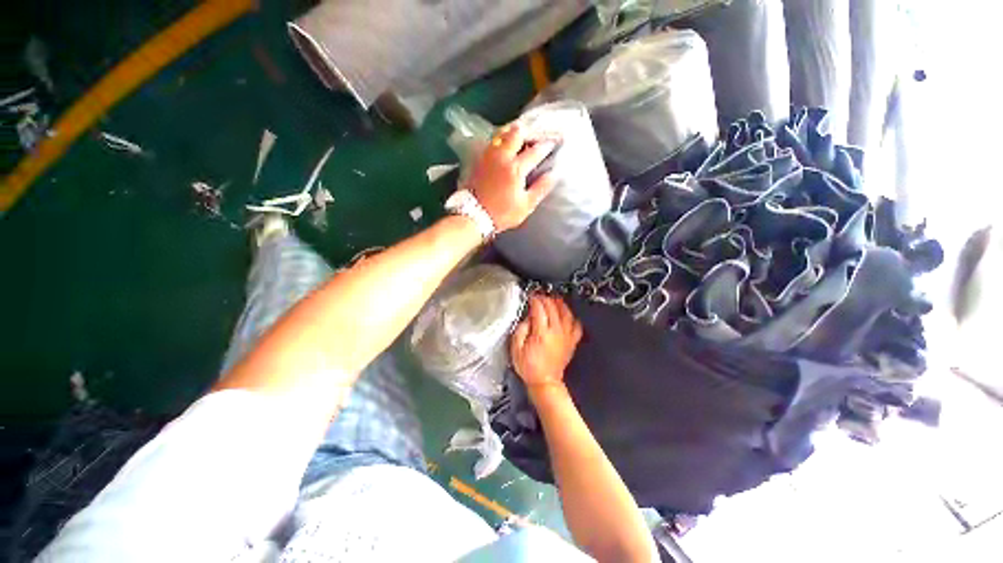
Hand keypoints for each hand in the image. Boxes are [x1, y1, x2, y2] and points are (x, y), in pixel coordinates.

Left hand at [464, 122, 559, 231]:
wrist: (473, 216)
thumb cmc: (502, 213)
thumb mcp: (525, 205)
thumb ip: (540, 189)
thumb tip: (553, 175)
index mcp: (516, 168)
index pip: (535, 151)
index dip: (546, 145)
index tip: (554, 141)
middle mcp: (502, 157)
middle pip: (516, 134)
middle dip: (528, 131)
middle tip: (536, 133)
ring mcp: (488, 156)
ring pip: (501, 134)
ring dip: (513, 131)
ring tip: (520, 132)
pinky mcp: (479, 159)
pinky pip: (491, 141)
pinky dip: (500, 138)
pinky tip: (503, 142)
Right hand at [510, 294, 582, 390]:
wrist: (544, 382)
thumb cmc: (530, 368)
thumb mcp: (516, 349)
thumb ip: (520, 330)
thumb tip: (526, 318)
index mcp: (541, 333)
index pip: (539, 308)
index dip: (534, 299)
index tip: (530, 297)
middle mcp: (556, 332)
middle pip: (552, 307)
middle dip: (545, 298)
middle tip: (539, 296)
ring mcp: (566, 336)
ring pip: (566, 313)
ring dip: (559, 304)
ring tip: (553, 299)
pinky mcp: (571, 342)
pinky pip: (576, 326)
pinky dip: (573, 318)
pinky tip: (568, 315)